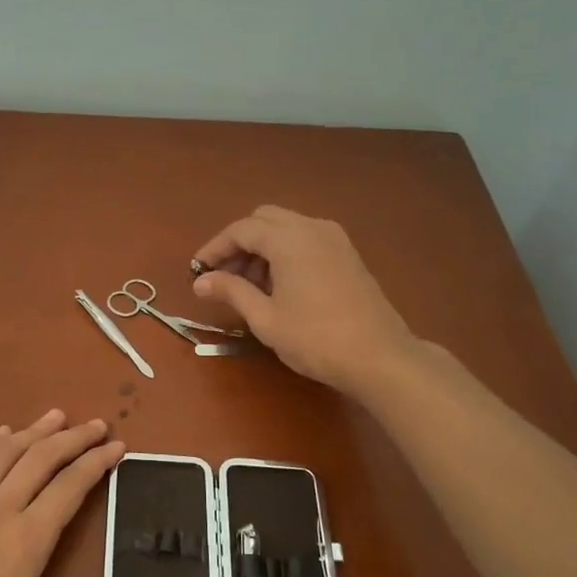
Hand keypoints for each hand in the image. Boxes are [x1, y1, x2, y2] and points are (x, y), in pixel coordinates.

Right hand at [192, 206, 416, 395]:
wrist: (379, 356)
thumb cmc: (316, 338)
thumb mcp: (265, 318)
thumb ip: (231, 291)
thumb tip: (201, 281)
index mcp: (289, 239)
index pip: (241, 230)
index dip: (215, 248)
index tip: (197, 271)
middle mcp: (312, 227)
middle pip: (264, 220)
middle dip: (239, 244)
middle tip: (224, 277)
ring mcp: (334, 238)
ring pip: (286, 228)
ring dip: (262, 248)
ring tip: (248, 287)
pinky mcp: (347, 254)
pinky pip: (306, 239)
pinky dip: (285, 252)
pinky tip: (279, 286)